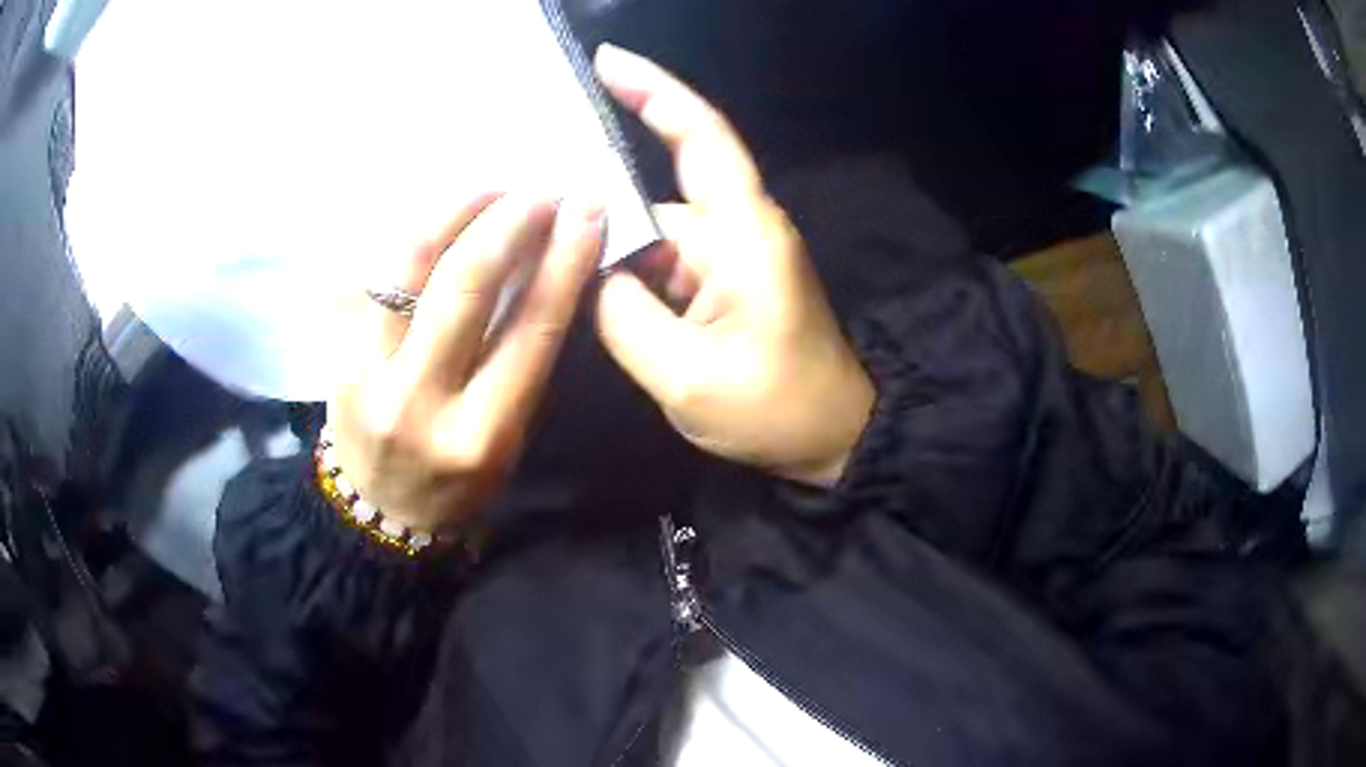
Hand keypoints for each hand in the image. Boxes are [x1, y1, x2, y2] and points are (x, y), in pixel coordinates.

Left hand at [328, 195, 603, 529]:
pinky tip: (437, 219)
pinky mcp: (333, 352)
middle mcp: (418, 399)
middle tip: (539, 191)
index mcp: (479, 433)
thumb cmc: (456, 483)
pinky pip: (369, 272)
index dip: (563, 259)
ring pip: (406, 266)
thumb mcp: (507, 440)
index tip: (586, 209)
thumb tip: (543, 272)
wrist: (376, 513)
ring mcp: (364, 372)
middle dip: (510, 221)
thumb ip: (523, 362)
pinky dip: (407, 236)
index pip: (530, 327)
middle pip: (464, 285)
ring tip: (489, 190)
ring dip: (453, 213)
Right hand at [593, 45, 874, 488]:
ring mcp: (736, 254)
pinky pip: (670, 261)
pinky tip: (597, 293)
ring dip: (616, 251)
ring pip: (659, 233)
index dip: (655, 91)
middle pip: (660, 191)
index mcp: (743, 234)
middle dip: (601, 200)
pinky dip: (635, 273)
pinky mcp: (731, 279)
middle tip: (534, 212)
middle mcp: (741, 228)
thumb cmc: (777, 410)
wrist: (837, 436)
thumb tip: (594, 272)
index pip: (701, 137)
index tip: (606, 61)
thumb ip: (623, 317)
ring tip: (559, 270)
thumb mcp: (686, 377)